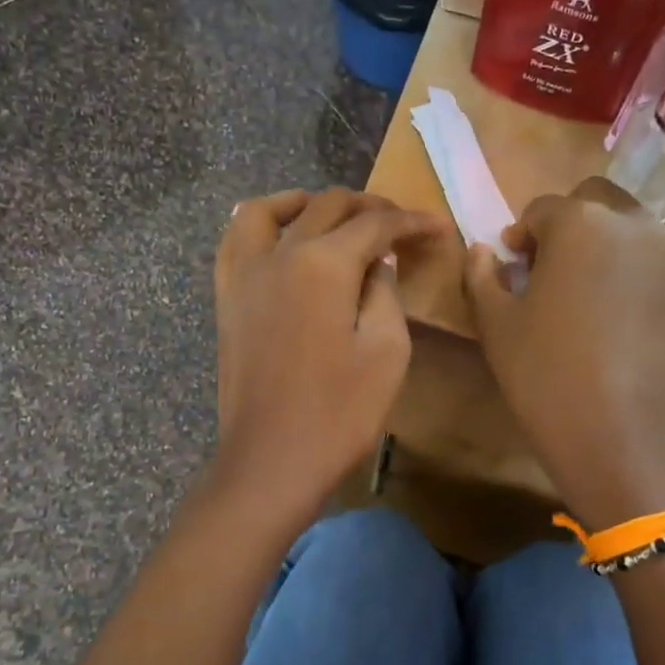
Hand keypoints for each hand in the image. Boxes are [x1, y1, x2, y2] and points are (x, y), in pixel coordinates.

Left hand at [212, 188, 447, 529]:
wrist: (272, 461)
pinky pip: (236, 241)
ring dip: (308, 203)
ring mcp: (244, 275)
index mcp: (323, 264)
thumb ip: (385, 292)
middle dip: (369, 208)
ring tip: (334, 216)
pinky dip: (261, 225)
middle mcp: (279, 254)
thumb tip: (377, 261)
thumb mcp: (387, 351)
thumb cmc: (340, 413)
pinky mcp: (227, 299)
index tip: (438, 227)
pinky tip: (279, 238)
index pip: (375, 224)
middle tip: (399, 225)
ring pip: (270, 210)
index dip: (411, 222)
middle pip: (327, 207)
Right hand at [464, 178, 664, 529]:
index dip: (522, 236)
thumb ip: (483, 275)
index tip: (514, 267)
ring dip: (606, 247)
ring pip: (633, 231)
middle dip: (569, 227)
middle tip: (552, 273)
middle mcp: (635, 225)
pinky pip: (660, 265)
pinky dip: (637, 276)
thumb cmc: (545, 375)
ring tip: (590, 298)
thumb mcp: (496, 325)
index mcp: (580, 225)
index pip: (542, 209)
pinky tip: (622, 322)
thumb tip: (483, 251)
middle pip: (596, 203)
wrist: (622, 436)